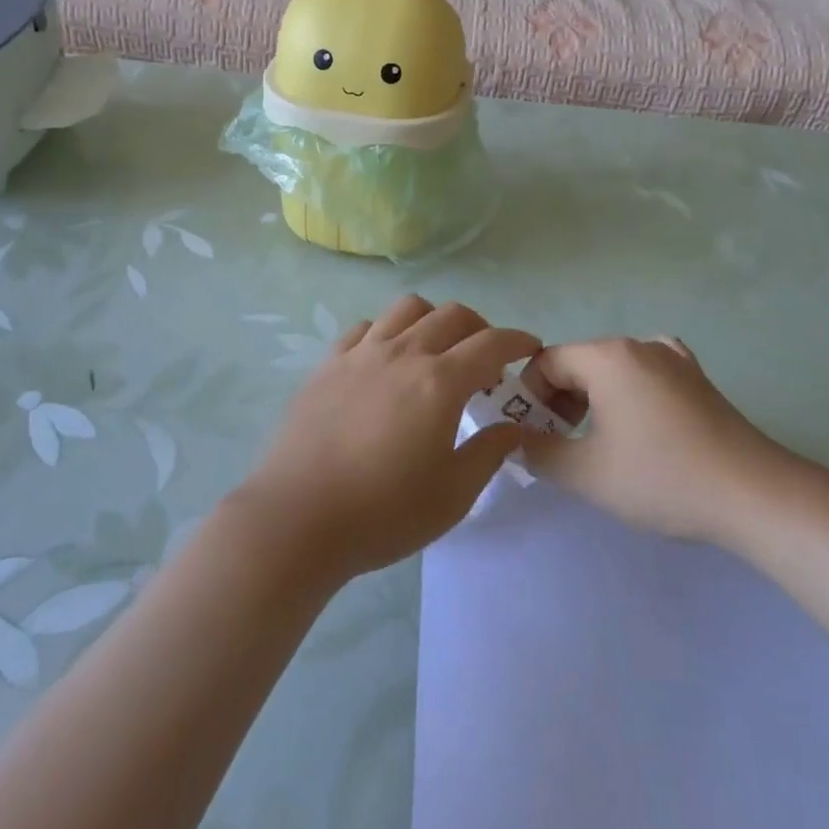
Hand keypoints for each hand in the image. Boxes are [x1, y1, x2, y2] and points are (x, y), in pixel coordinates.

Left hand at [233, 296, 540, 581]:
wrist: (297, 519)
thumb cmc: (383, 512)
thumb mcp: (453, 494)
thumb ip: (488, 452)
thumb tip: (511, 427)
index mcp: (440, 382)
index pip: (491, 343)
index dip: (518, 341)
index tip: (530, 348)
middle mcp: (403, 353)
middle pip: (452, 315)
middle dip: (480, 328)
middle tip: (485, 362)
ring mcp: (361, 354)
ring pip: (407, 309)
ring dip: (433, 320)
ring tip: (435, 352)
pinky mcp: (327, 364)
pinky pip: (365, 328)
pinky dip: (388, 332)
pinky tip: (386, 361)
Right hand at [518, 337, 794, 546]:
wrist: (753, 494)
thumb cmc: (662, 477)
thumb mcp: (586, 473)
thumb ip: (540, 452)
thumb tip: (519, 440)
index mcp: (607, 357)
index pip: (546, 362)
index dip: (528, 397)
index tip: (531, 435)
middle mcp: (638, 345)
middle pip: (579, 363)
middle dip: (558, 400)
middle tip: (559, 444)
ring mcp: (673, 358)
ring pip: (612, 370)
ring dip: (591, 400)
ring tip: (595, 443)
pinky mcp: (697, 379)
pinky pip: (646, 374)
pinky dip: (628, 393)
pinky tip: (636, 420)